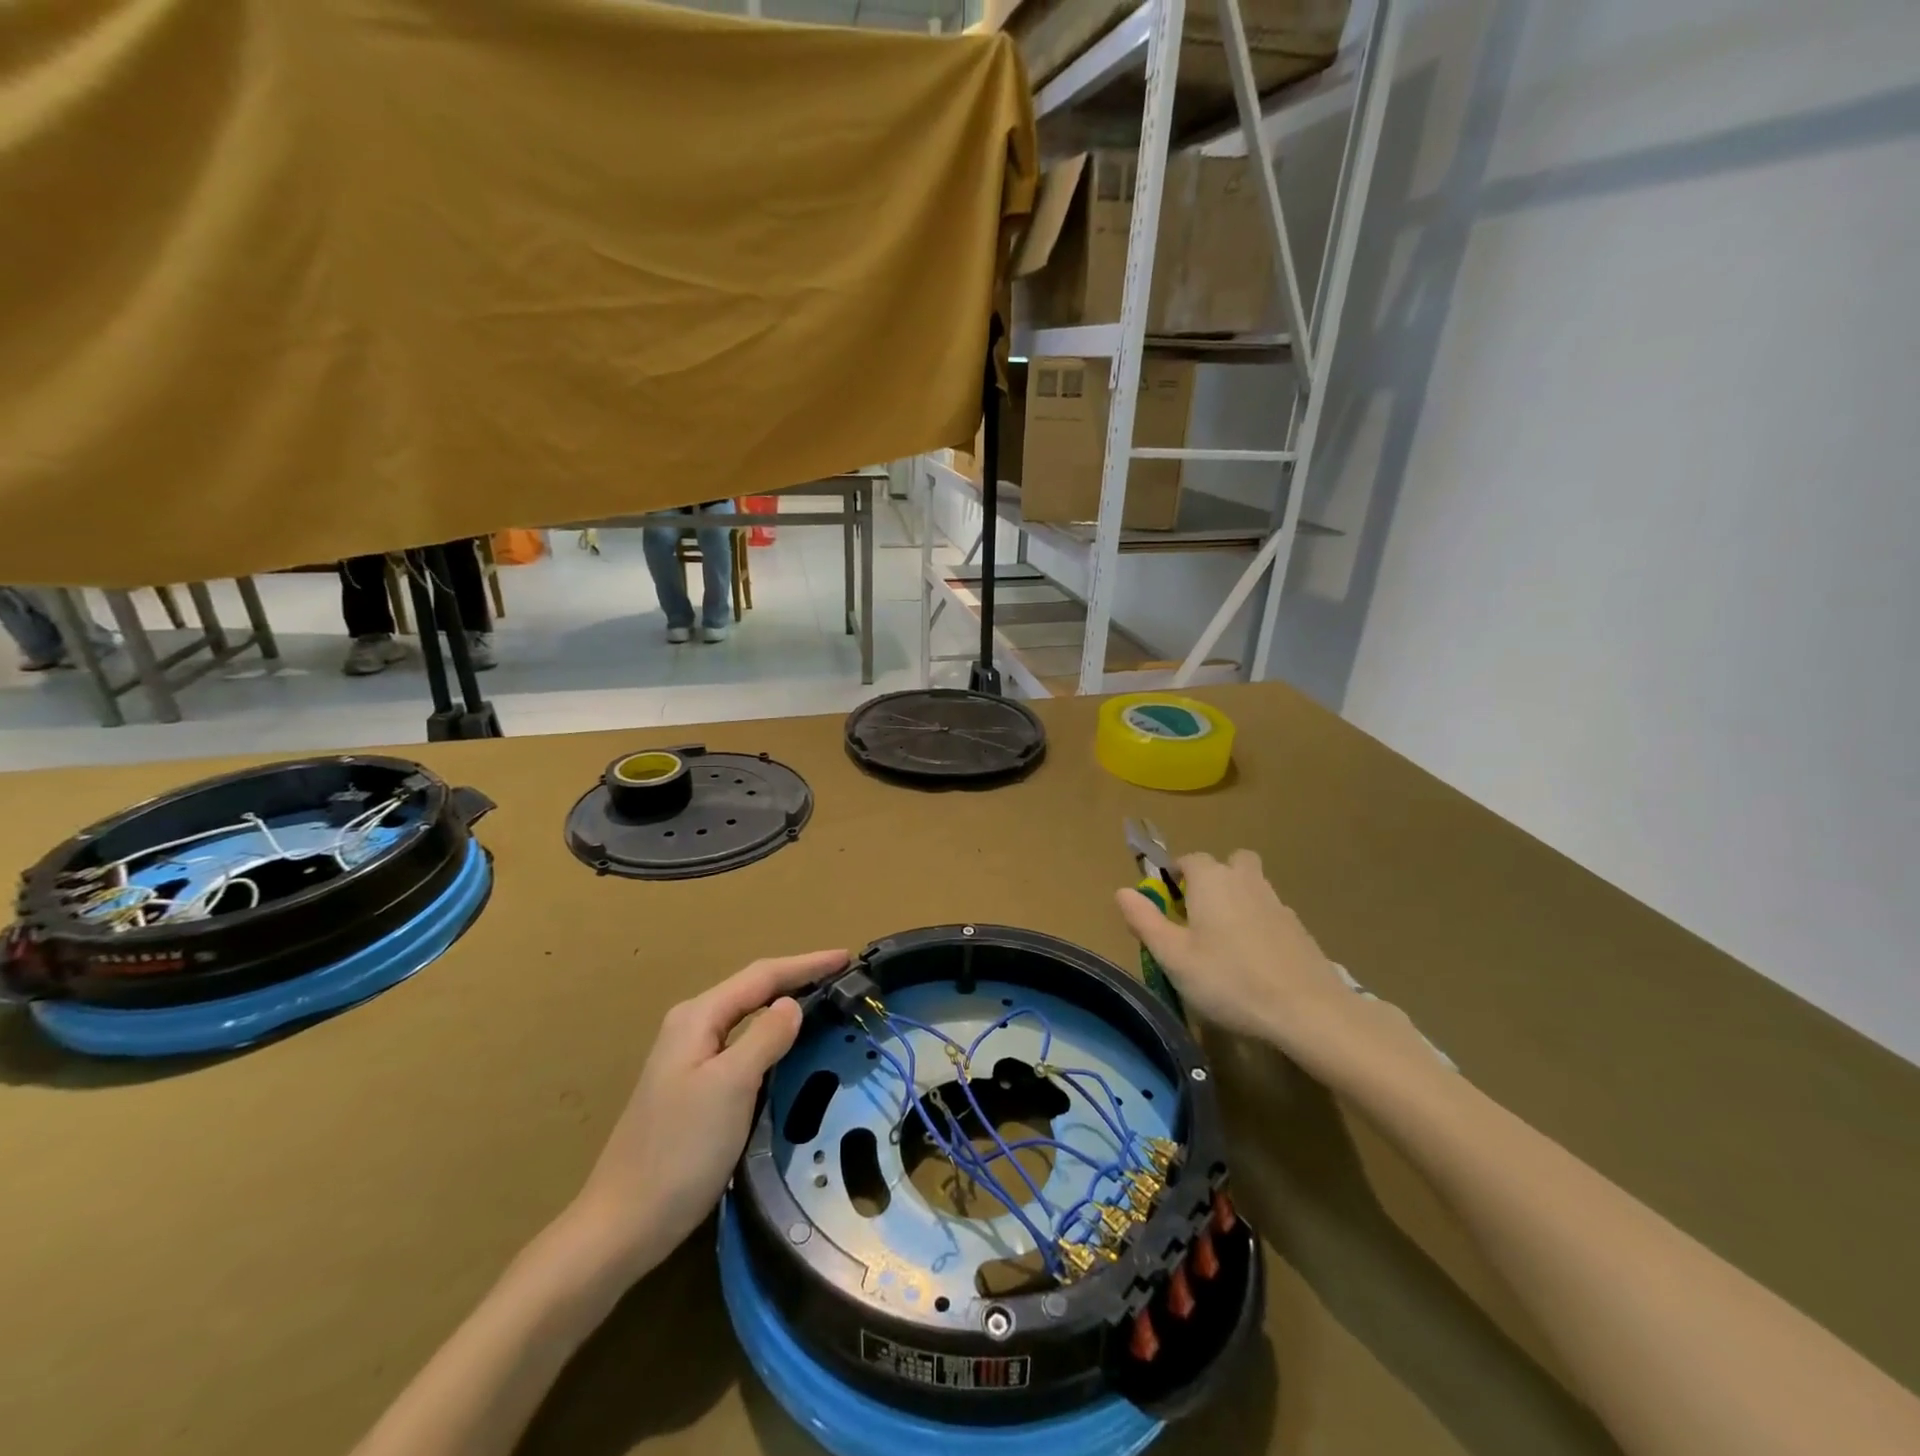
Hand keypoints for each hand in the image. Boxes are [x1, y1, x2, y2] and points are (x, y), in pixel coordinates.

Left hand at [566, 948, 849, 1272]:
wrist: (622, 1225)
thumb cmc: (680, 1151)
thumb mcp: (731, 1086)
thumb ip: (765, 1038)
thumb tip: (792, 1004)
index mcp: (697, 1018)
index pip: (761, 976)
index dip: (806, 964)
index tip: (846, 957)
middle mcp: (691, 1028)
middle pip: (753, 990)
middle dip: (797, 979)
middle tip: (842, 978)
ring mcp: (689, 1060)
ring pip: (747, 1018)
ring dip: (784, 1006)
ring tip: (824, 1003)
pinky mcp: (693, 1088)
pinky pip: (742, 1046)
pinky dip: (771, 1038)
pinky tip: (788, 1048)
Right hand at [1118, 850, 1352, 1041]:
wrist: (1307, 1010)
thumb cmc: (1229, 980)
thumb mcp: (1174, 956)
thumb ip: (1145, 920)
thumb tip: (1122, 890)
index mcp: (1212, 880)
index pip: (1188, 859)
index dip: (1174, 877)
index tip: (1166, 906)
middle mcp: (1245, 880)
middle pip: (1228, 863)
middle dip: (1212, 879)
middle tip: (1199, 916)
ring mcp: (1277, 902)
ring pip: (1251, 886)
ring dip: (1237, 900)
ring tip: (1224, 943)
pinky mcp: (1298, 928)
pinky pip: (1269, 912)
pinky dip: (1258, 924)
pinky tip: (1253, 960)